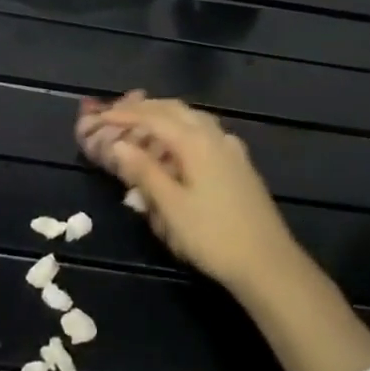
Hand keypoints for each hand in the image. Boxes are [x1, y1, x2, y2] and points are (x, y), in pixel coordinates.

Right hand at [76, 95, 298, 294]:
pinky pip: (204, 133)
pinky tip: (177, 146)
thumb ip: (144, 171)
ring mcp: (231, 147)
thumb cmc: (213, 236)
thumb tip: (118, 144)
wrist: (267, 261)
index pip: (154, 117)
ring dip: (165, 116)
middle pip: (175, 110)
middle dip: (145, 109)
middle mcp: (215, 135)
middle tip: (119, 114)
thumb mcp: (170, 207)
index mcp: (196, 141)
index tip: (102, 116)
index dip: (126, 115)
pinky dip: (182, 130)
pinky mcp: (239, 163)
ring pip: (192, 119)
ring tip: (143, 125)